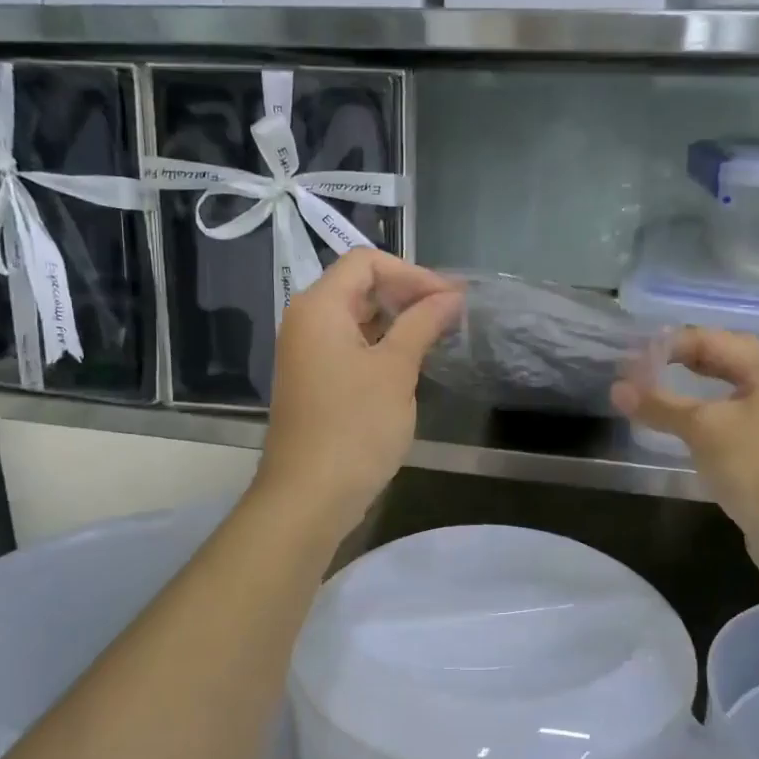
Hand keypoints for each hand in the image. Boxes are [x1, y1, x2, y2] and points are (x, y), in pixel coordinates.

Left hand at [255, 251, 462, 538]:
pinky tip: (412, 361)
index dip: (412, 272)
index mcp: (319, 307)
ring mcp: (308, 353)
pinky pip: (351, 346)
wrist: (309, 496)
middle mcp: (306, 321)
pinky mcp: (316, 381)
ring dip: (398, 321)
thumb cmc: (355, 426)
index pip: (366, 262)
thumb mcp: (395, 369)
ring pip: (357, 318)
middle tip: (452, 315)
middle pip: (360, 286)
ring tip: (439, 335)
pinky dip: (383, 345)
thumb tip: (451, 296)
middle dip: (407, 294)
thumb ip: (422, 323)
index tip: (450, 298)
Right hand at [612, 329, 758, 583]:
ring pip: (727, 392)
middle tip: (639, 371)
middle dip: (679, 362)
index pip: (709, 339)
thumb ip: (659, 405)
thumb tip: (616, 388)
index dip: (666, 347)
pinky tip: (684, 428)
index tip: (627, 363)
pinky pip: (731, 420)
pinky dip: (704, 417)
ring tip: (654, 394)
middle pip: (722, 360)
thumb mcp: (703, 429)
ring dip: (690, 390)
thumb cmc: (758, 466)